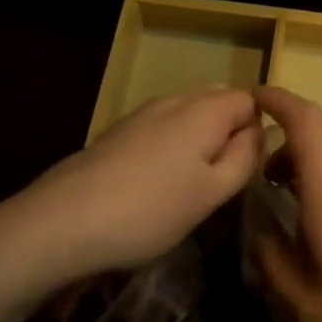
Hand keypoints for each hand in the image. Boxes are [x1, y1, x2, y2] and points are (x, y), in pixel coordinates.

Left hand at [0, 88, 262, 307]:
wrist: (61, 222)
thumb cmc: (150, 211)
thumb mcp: (212, 193)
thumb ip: (245, 157)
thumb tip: (260, 131)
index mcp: (206, 109)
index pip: (250, 100)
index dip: (257, 130)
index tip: (247, 169)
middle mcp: (176, 99)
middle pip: (219, 100)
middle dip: (229, 130)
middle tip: (223, 177)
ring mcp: (143, 112)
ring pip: (188, 112)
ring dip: (200, 138)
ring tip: (190, 184)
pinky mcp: (118, 130)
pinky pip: (162, 125)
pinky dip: (172, 144)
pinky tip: (156, 183)